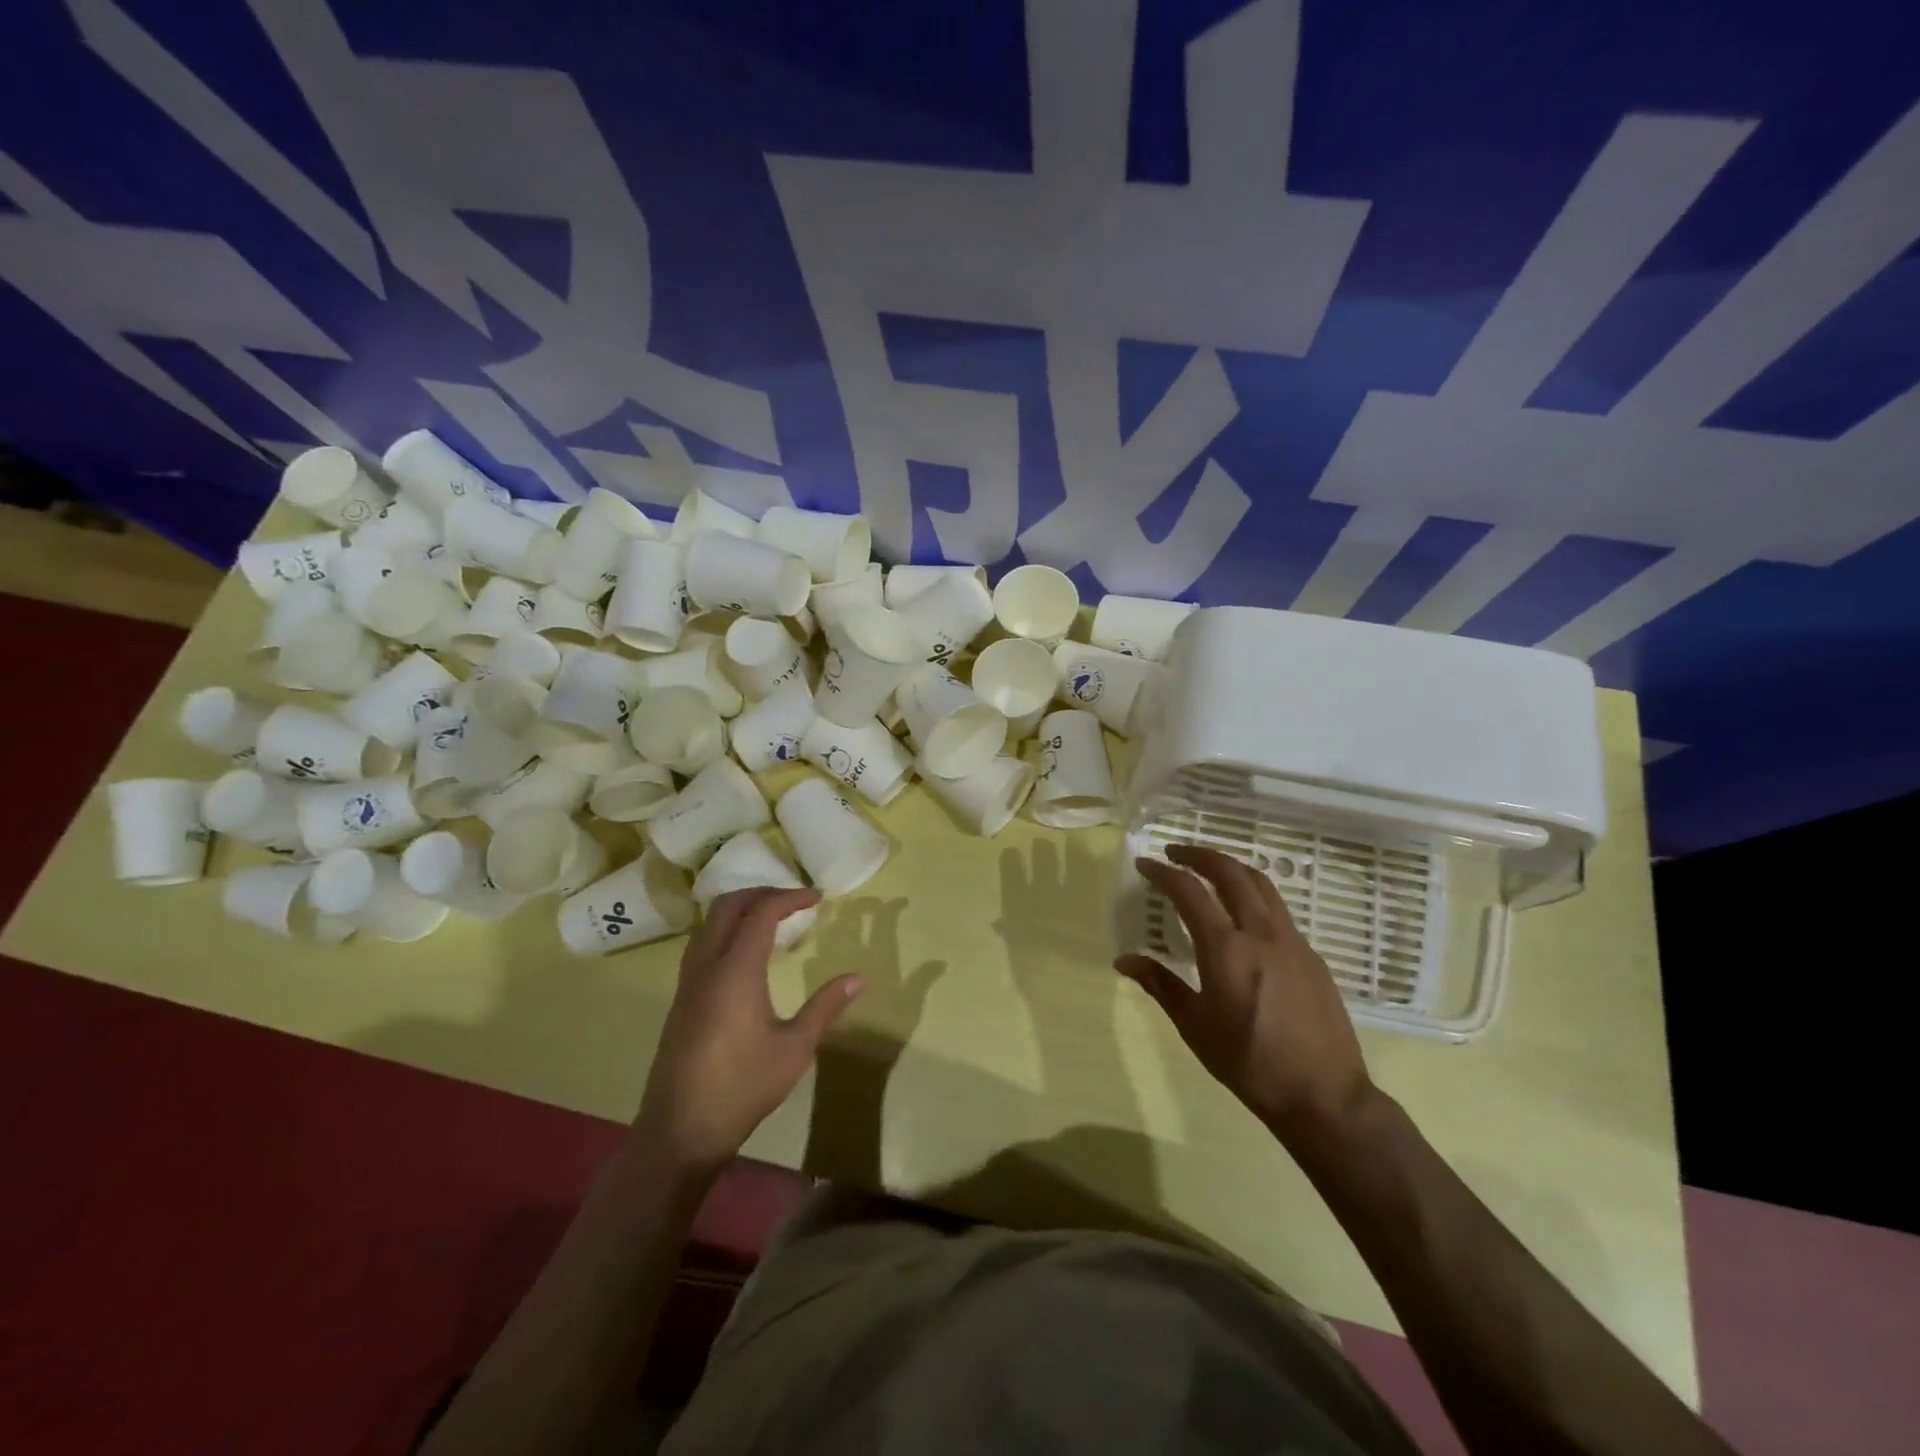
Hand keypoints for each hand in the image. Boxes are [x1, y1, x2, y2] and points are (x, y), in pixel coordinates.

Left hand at [635, 888, 863, 1173]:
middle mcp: (707, 966)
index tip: (818, 899)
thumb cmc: (743, 1087)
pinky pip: (702, 944)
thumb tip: (859, 978)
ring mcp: (688, 982)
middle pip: (728, 905)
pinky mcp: (681, 999)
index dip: (791, 897)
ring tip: (774, 922)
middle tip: (795, 901)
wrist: (680, 1131)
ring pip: (709, 923)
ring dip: (741, 910)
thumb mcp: (795, 1048)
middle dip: (762, 892)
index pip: (762, 911)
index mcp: (736, 970)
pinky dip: (727, 931)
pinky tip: (748, 956)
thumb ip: (825, 1007)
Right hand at [1117, 845, 1378, 1142]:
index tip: (1145, 864)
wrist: (1324, 1095)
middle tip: (1175, 854)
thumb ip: (1160, 985)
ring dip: (1230, 867)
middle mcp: (1260, 932)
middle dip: (1199, 855)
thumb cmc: (1249, 1062)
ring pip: (1260, 883)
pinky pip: (1278, 909)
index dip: (1164, 872)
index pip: (1189, 891)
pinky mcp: (1312, 955)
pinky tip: (1243, 915)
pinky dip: (1254, 894)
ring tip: (1208, 870)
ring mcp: (1292, 940)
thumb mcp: (1195, 1026)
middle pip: (1230, 872)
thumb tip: (1124, 959)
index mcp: (1226, 948)